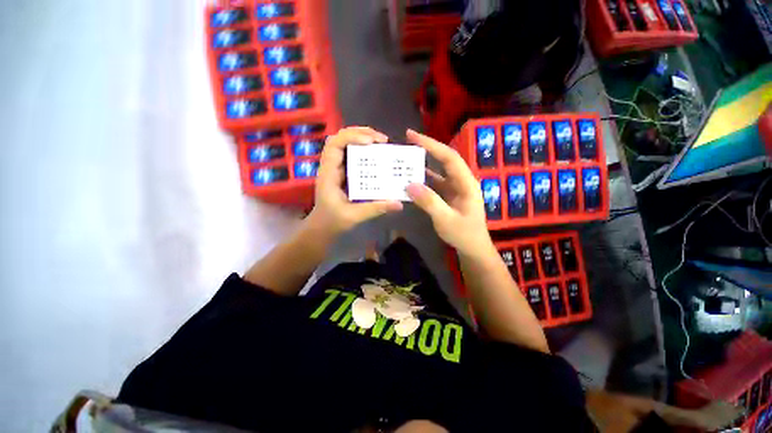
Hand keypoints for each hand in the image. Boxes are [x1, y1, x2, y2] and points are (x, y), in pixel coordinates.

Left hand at [307, 127, 402, 234]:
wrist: (322, 228)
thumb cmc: (332, 222)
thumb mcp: (354, 216)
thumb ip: (375, 209)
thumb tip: (398, 204)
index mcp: (329, 174)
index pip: (334, 145)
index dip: (352, 138)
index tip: (371, 142)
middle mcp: (331, 166)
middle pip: (340, 138)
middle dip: (361, 133)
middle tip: (382, 140)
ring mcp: (336, 169)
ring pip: (345, 144)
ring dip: (362, 139)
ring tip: (381, 142)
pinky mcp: (343, 173)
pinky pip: (351, 155)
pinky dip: (364, 151)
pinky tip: (376, 155)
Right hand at [405, 129, 492, 255]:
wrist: (472, 249)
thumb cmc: (464, 235)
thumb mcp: (446, 220)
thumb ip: (429, 202)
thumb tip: (409, 184)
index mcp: (466, 183)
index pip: (449, 157)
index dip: (432, 145)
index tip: (413, 136)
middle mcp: (461, 182)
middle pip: (444, 161)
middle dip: (427, 149)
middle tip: (407, 141)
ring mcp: (454, 189)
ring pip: (437, 172)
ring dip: (422, 166)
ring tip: (405, 160)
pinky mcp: (448, 197)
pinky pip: (434, 185)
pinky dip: (422, 181)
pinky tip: (410, 180)